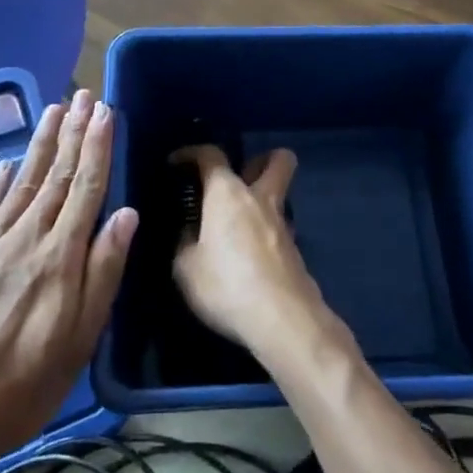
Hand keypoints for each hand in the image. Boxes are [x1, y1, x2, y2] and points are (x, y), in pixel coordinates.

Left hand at [0, 91, 137, 472]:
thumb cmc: (25, 383)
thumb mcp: (80, 338)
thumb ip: (103, 271)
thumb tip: (126, 214)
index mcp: (61, 255)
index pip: (85, 187)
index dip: (97, 147)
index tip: (105, 111)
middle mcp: (27, 237)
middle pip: (55, 175)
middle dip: (73, 133)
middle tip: (83, 96)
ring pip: (22, 182)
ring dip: (40, 144)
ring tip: (53, 111)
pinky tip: (4, 164)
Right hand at [171, 144, 329, 356]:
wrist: (283, 319)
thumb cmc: (227, 285)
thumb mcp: (186, 268)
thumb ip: (184, 243)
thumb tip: (189, 233)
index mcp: (227, 193)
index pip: (211, 155)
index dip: (191, 153)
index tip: (177, 163)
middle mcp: (259, 198)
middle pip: (277, 160)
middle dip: (260, 160)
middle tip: (237, 179)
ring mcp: (282, 224)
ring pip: (280, 195)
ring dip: (262, 200)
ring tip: (237, 225)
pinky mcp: (295, 250)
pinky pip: (278, 228)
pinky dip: (265, 233)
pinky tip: (249, 256)